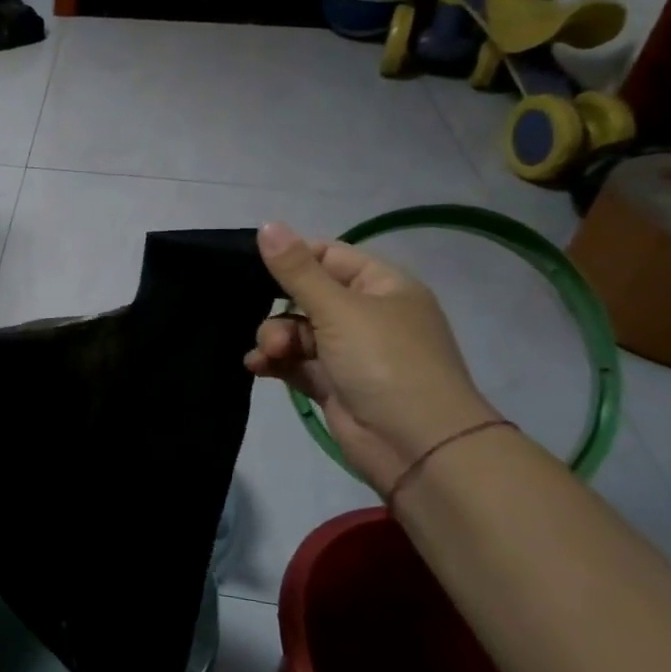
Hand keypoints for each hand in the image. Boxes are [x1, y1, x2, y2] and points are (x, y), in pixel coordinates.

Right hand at [246, 221, 497, 497]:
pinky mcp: (334, 384)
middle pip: (307, 297)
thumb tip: (266, 225)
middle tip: (269, 329)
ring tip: (268, 356)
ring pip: (297, 332)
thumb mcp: (338, 309)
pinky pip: (296, 363)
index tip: (253, 266)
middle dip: (279, 311)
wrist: (417, 446)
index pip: (329, 255)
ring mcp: (351, 352)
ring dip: (275, 339)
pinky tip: (257, 367)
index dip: (293, 258)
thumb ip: (296, 270)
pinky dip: (276, 362)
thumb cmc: (384, 362)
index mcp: (382, 286)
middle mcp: (368, 315)